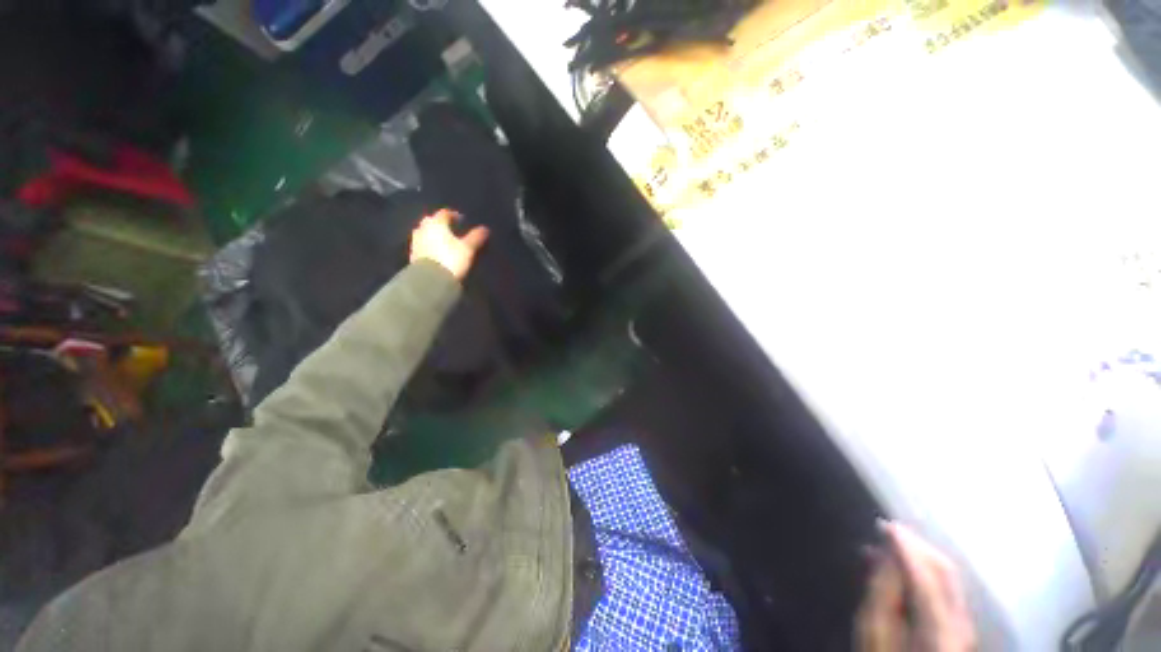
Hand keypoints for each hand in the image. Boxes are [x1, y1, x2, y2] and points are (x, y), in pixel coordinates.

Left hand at [409, 209, 489, 280]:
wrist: (430, 280)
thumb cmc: (451, 259)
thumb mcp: (468, 248)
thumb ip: (476, 237)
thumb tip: (485, 229)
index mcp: (436, 222)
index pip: (445, 213)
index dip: (455, 216)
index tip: (463, 221)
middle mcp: (423, 228)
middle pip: (433, 221)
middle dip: (442, 224)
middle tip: (453, 231)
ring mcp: (415, 241)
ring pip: (426, 233)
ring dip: (434, 235)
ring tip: (445, 243)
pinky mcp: (413, 254)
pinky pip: (423, 245)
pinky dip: (430, 246)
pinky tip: (437, 253)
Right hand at [856, 521, 976, 651]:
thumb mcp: (875, 632)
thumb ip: (882, 595)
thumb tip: (886, 555)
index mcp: (941, 627)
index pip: (927, 576)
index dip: (907, 547)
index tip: (886, 524)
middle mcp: (961, 621)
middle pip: (945, 573)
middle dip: (918, 546)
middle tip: (889, 529)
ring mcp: (964, 624)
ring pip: (947, 578)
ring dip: (920, 556)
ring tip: (891, 544)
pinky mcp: (959, 626)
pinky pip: (945, 589)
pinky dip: (925, 570)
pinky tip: (905, 567)